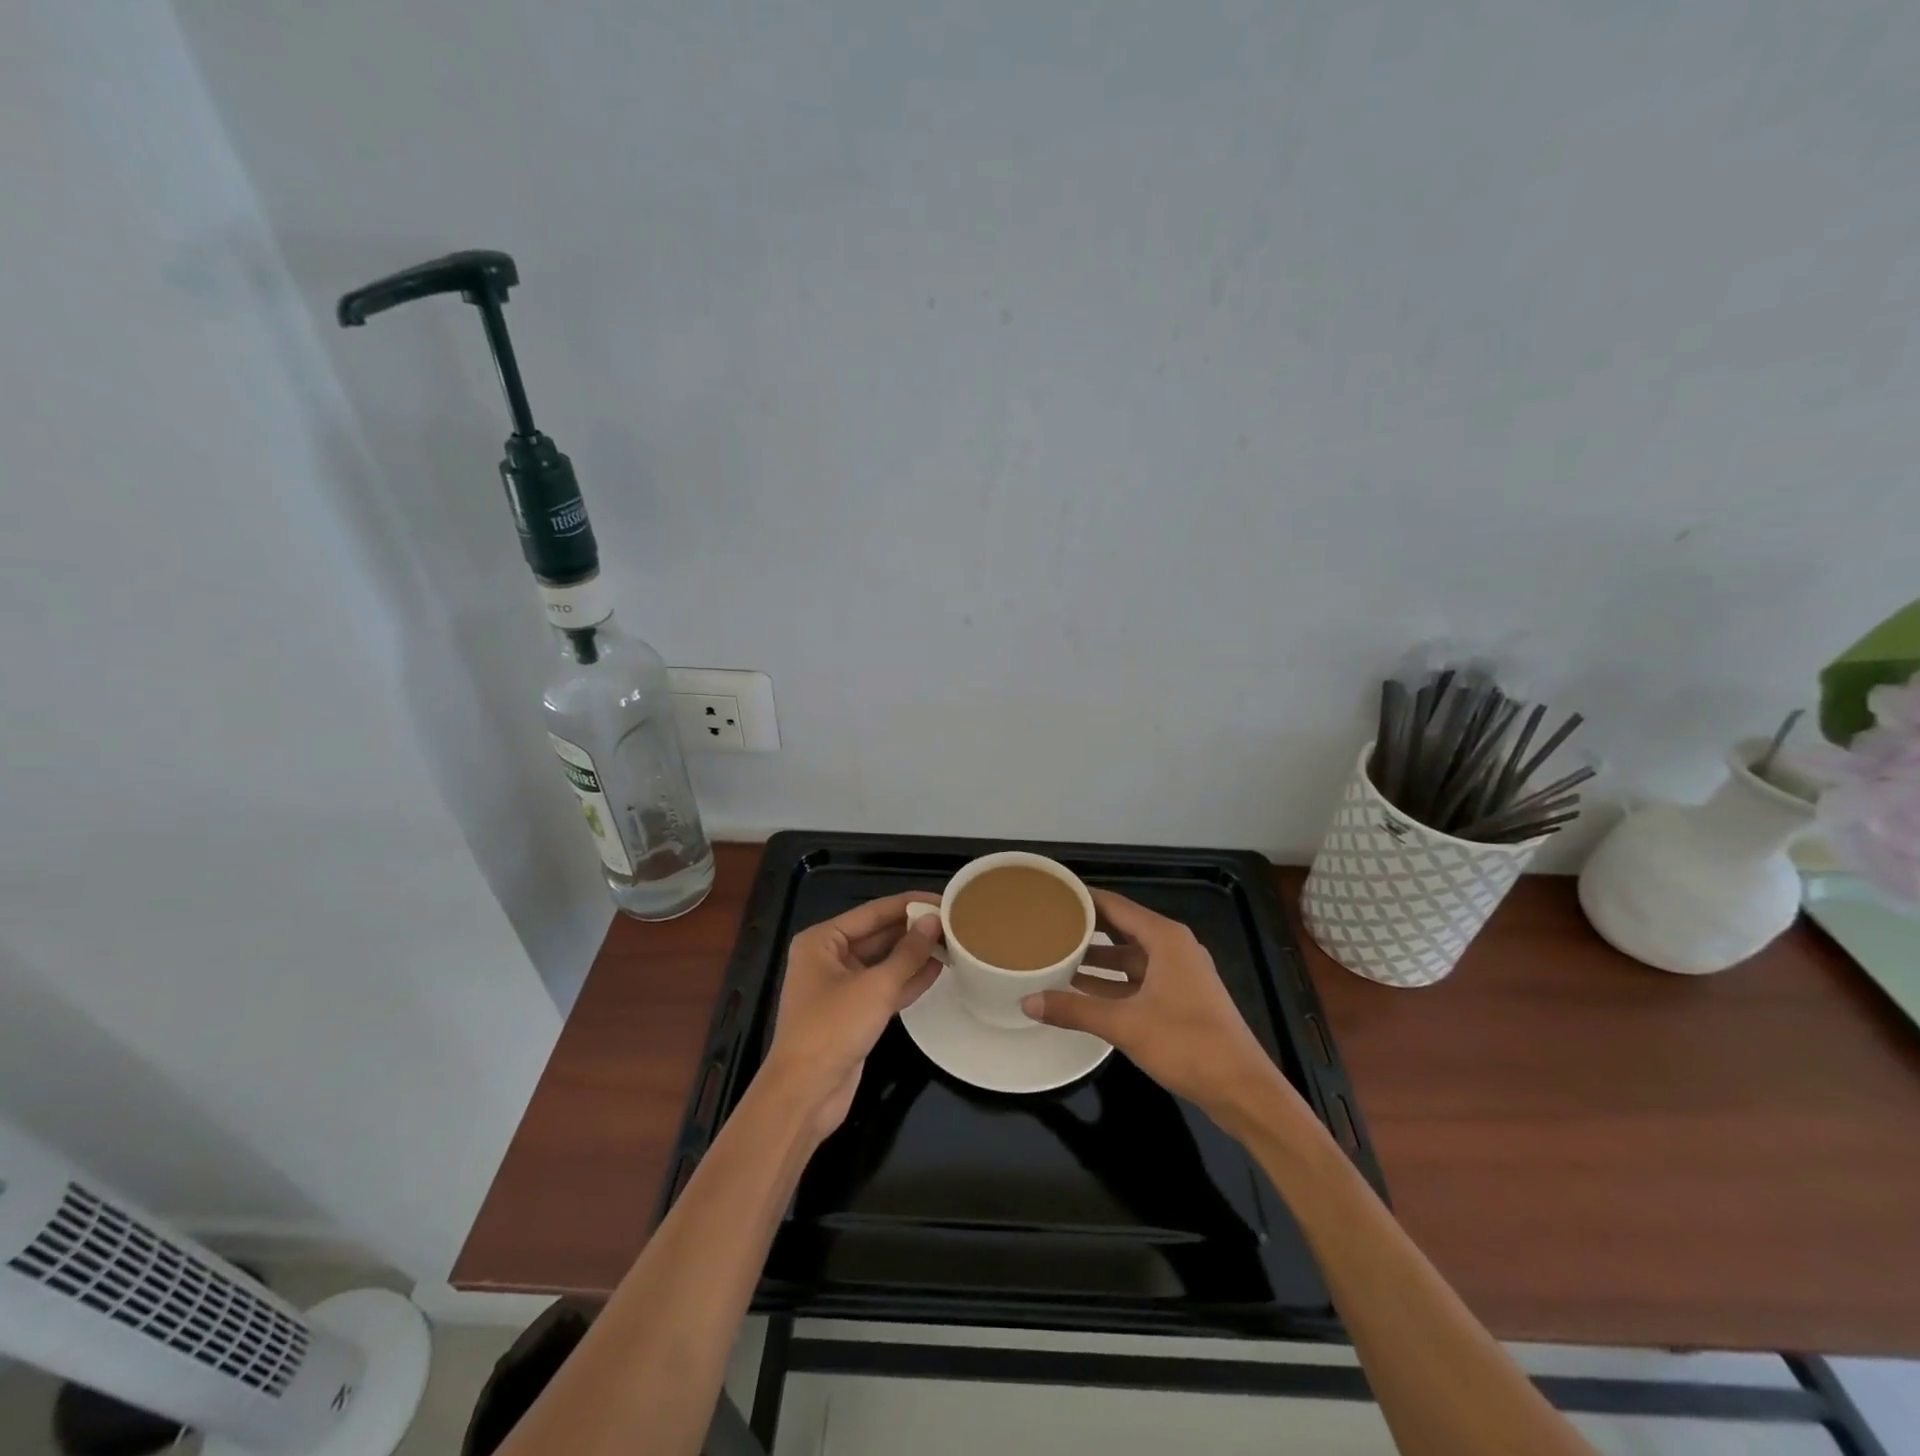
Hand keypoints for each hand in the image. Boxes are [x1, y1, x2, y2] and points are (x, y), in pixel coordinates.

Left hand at [764, 891, 943, 1139]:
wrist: (805, 1093)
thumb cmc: (833, 1028)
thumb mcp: (876, 986)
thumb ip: (908, 953)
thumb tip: (933, 921)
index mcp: (822, 941)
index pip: (873, 912)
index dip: (909, 904)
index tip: (943, 898)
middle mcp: (828, 958)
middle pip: (878, 935)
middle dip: (913, 929)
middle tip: (953, 921)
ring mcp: (840, 987)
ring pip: (884, 962)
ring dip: (914, 954)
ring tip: (952, 941)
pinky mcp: (853, 1013)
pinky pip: (884, 987)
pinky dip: (908, 979)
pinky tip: (937, 969)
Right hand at [1022, 889, 1306, 1129]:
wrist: (1242, 1089)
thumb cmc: (1186, 1043)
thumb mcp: (1124, 1024)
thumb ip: (1074, 1010)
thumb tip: (1027, 1002)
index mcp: (1165, 938)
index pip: (1115, 905)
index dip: (1083, 898)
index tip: (1051, 894)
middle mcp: (1173, 948)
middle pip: (1122, 928)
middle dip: (1086, 927)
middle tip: (1047, 924)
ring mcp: (1179, 974)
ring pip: (1129, 957)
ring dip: (1097, 958)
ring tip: (1056, 955)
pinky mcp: (1180, 999)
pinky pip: (1138, 979)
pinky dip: (1112, 982)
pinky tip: (1082, 990)